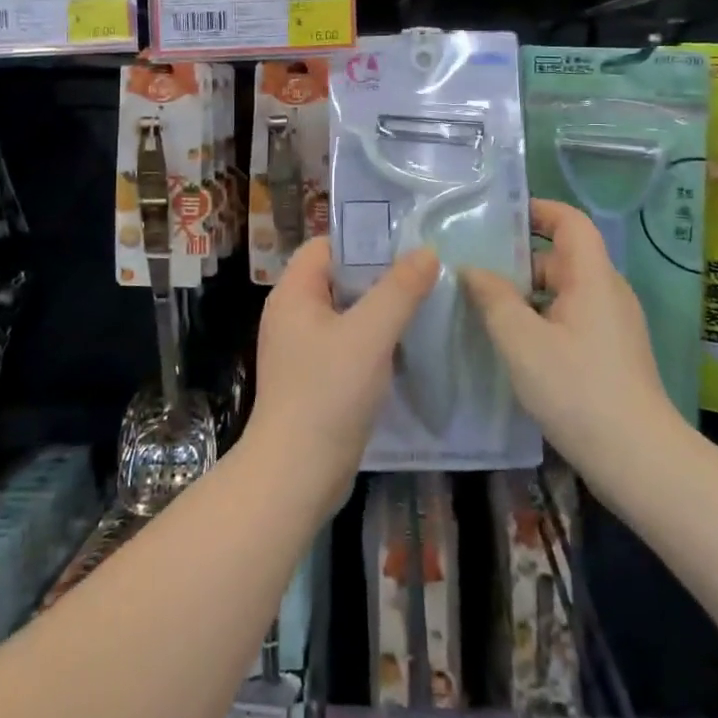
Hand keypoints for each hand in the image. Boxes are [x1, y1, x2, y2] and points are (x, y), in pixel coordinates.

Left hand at [246, 240, 438, 500]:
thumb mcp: (370, 334)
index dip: (362, 241)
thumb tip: (426, 252)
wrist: (295, 475)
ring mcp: (300, 349)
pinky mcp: (313, 379)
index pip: (326, 247)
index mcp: (293, 294)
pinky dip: (372, 342)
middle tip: (422, 276)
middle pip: (338, 278)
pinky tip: (403, 350)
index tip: (405, 247)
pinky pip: (346, 344)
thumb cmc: (328, 393)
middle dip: (378, 276)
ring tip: (421, 308)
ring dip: (379, 311)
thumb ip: (400, 290)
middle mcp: (291, 315)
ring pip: (345, 314)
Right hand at [461, 200, 689, 492]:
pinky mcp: (611, 353)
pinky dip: (541, 317)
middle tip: (474, 268)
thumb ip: (493, 299)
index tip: (497, 218)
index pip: (570, 221)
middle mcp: (607, 292)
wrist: (640, 461)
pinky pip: (571, 317)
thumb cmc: (578, 390)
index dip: (537, 210)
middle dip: (518, 258)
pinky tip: (512, 342)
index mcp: (592, 277)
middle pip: (562, 256)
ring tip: (483, 305)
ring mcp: (613, 324)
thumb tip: (472, 270)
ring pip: (564, 290)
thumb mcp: (522, 341)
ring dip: (526, 293)